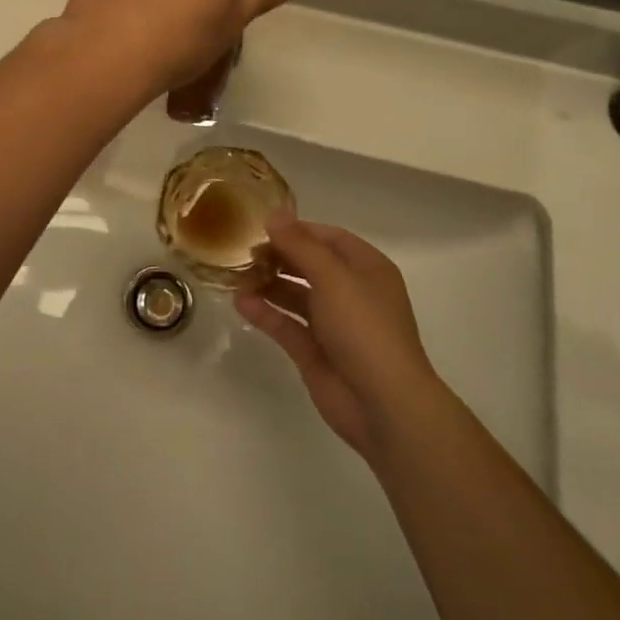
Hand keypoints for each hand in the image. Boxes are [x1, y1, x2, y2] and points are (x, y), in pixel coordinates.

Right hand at [235, 216, 446, 467]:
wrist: (383, 405)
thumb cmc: (364, 329)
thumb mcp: (333, 278)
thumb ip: (300, 245)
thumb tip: (274, 214)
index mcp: (367, 269)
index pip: (329, 238)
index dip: (298, 230)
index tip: (262, 226)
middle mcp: (351, 292)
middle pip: (310, 265)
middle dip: (279, 256)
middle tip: (244, 251)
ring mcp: (333, 324)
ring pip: (296, 295)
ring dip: (268, 284)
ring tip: (236, 275)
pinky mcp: (315, 351)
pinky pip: (287, 325)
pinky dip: (266, 313)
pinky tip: (240, 302)